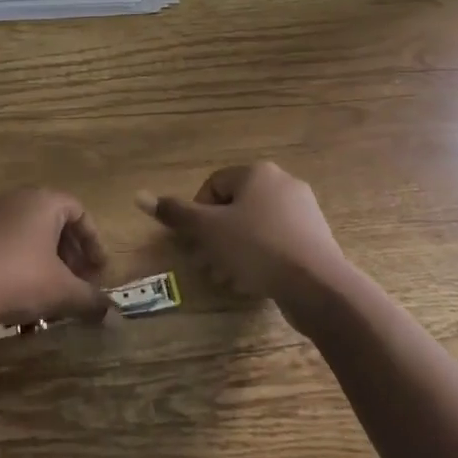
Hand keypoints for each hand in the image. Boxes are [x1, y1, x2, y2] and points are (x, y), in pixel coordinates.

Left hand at [0, 188, 110, 331]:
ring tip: (53, 291)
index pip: (79, 211)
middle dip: (71, 252)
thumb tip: (114, 314)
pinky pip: (9, 242)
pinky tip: (23, 294)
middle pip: (54, 221)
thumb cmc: (20, 279)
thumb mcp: (62, 291)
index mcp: (44, 201)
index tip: (99, 270)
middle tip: (79, 281)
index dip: (93, 241)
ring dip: (47, 260)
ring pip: (31, 233)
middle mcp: (19, 199)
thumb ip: (90, 299)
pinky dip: (24, 262)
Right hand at [137, 161, 350, 307]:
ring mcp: (303, 210)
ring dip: (235, 250)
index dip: (198, 215)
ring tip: (227, 278)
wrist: (319, 285)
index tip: (195, 243)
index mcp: (256, 172)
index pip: (213, 186)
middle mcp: (282, 182)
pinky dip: (261, 257)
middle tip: (206, 265)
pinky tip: (254, 282)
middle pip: (235, 207)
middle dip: (216, 237)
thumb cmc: (257, 248)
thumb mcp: (208, 230)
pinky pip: (277, 242)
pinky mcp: (316, 238)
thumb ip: (176, 213)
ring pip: (256, 226)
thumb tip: (138, 196)